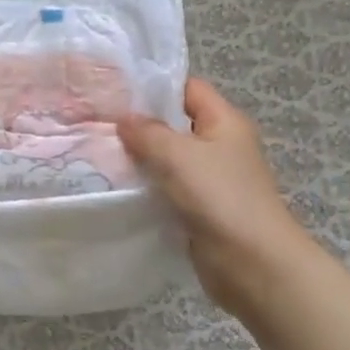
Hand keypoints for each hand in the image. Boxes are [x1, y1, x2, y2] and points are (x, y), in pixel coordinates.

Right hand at [117, 79, 306, 318]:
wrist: (252, 263)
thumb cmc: (220, 197)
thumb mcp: (179, 155)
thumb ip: (147, 132)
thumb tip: (123, 118)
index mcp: (224, 122)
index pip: (188, 88)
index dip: (154, 86)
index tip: (114, 91)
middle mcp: (220, 146)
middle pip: (175, 124)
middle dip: (139, 125)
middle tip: (97, 123)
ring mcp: (211, 180)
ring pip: (169, 160)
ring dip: (140, 159)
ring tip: (98, 153)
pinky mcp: (200, 210)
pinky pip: (168, 189)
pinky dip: (147, 188)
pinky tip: (117, 188)